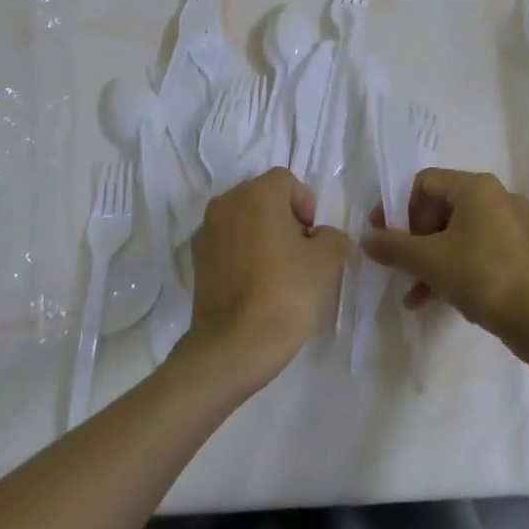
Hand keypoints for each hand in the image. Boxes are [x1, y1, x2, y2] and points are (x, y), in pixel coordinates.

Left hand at [178, 168, 348, 391]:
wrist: (233, 347)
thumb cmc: (286, 293)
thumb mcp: (327, 261)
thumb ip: (332, 237)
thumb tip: (322, 238)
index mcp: (257, 193)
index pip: (287, 181)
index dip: (306, 205)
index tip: (314, 239)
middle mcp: (226, 203)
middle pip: (263, 198)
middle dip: (284, 220)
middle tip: (301, 255)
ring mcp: (206, 233)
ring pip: (243, 222)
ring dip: (262, 237)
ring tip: (278, 274)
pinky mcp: (196, 263)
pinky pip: (228, 246)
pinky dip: (243, 257)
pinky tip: (256, 288)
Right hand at [362, 168, 528, 357]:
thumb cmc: (481, 276)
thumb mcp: (429, 261)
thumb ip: (393, 246)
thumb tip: (366, 238)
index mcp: (476, 187)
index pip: (425, 183)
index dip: (398, 207)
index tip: (384, 236)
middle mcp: (496, 196)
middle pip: (440, 207)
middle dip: (414, 238)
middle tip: (400, 264)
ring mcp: (511, 223)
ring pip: (457, 232)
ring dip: (430, 258)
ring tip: (412, 291)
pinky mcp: (519, 250)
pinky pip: (476, 248)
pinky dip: (453, 266)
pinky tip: (433, 299)